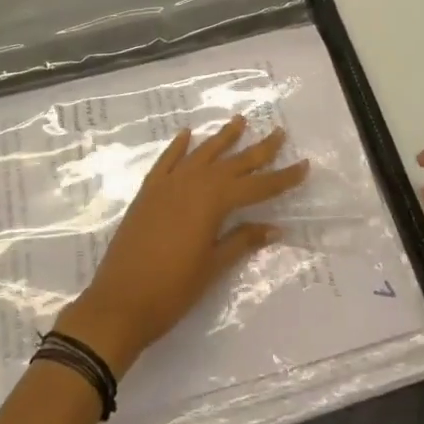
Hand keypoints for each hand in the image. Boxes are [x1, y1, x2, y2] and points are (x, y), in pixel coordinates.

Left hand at [56, 116, 309, 376]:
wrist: (119, 302)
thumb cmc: (172, 290)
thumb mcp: (212, 267)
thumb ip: (242, 241)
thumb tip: (274, 227)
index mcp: (214, 202)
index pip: (257, 187)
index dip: (282, 178)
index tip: (305, 164)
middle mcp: (193, 184)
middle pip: (233, 163)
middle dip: (259, 149)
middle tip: (279, 132)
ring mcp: (168, 185)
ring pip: (202, 153)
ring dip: (222, 138)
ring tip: (240, 120)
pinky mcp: (148, 192)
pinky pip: (167, 160)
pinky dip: (178, 146)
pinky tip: (187, 134)